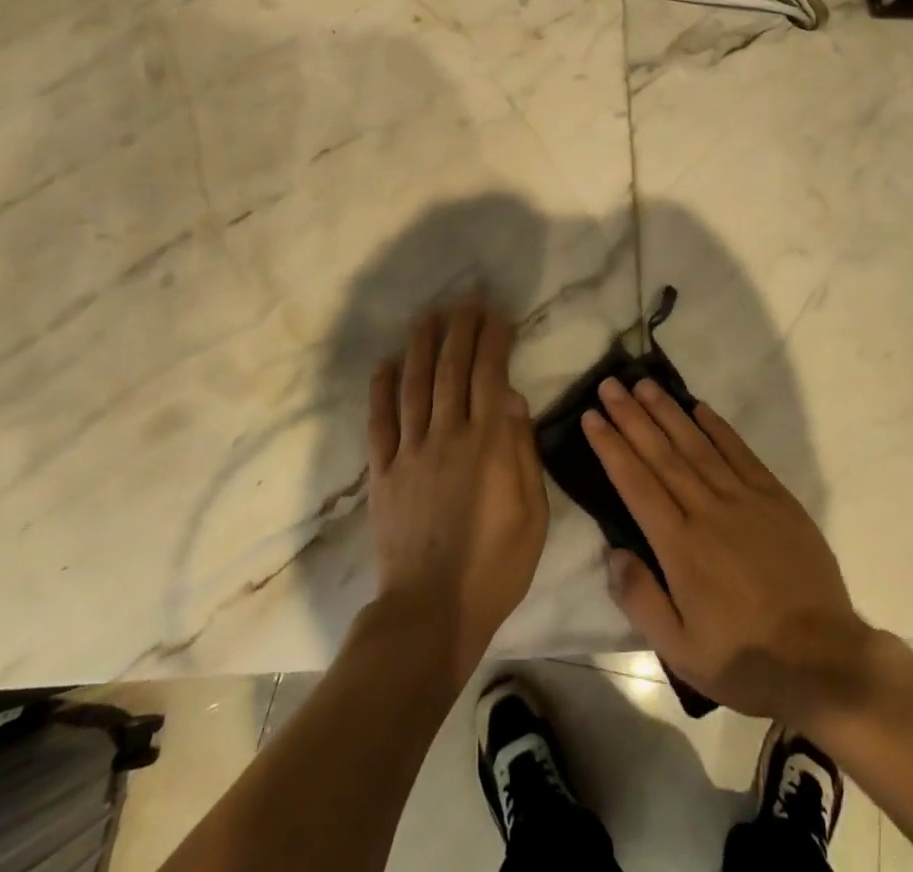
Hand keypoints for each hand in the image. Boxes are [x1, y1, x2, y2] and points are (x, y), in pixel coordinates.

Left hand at [366, 302, 548, 683]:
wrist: (432, 612)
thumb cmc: (496, 565)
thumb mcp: (533, 512)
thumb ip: (522, 450)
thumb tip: (513, 398)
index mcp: (488, 443)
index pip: (490, 375)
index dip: (493, 340)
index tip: (497, 315)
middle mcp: (447, 435)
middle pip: (451, 370)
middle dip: (461, 330)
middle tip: (467, 301)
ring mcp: (411, 452)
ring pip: (414, 386)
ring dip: (421, 347)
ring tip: (428, 317)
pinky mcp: (383, 474)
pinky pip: (379, 424)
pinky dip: (380, 391)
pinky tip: (384, 365)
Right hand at [583, 378, 875, 726]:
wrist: (825, 660)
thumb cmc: (746, 659)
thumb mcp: (681, 651)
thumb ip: (641, 599)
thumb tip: (612, 552)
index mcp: (681, 547)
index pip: (636, 484)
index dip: (611, 447)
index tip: (591, 417)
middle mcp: (708, 511)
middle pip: (662, 454)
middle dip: (632, 416)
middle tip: (609, 385)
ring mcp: (745, 499)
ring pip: (697, 445)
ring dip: (668, 412)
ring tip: (644, 384)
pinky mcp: (775, 497)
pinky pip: (740, 452)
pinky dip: (718, 427)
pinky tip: (699, 407)